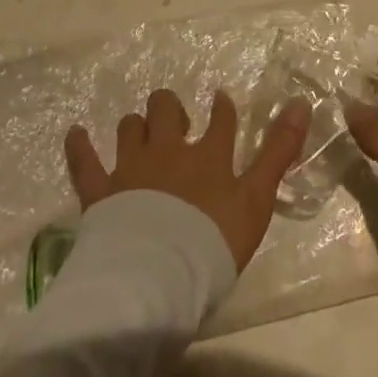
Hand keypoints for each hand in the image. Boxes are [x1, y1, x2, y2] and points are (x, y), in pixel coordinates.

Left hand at [66, 89, 312, 272]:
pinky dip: (80, 146)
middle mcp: (168, 150)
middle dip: (169, 109)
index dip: (221, 108)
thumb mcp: (257, 199)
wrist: (157, 275)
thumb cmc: (213, 242)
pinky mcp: (100, 191)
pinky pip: (84, 161)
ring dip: (135, 126)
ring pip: (130, 128)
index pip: (220, 120)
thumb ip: (278, 152)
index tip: (220, 101)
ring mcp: (131, 167)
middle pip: (166, 110)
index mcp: (208, 155)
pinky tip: (76, 133)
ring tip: (139, 132)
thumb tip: (301, 102)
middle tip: (174, 121)